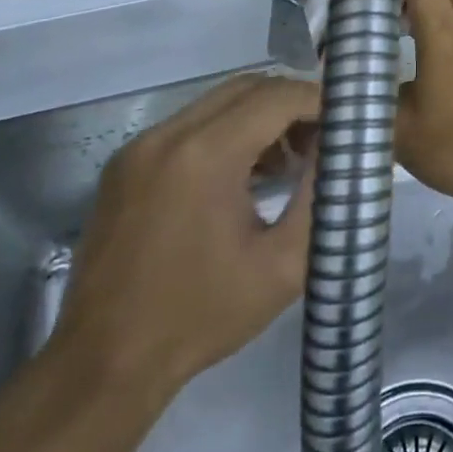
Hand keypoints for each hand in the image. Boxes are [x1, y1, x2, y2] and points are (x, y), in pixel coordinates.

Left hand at [48, 74, 316, 419]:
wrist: (104, 364)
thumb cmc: (202, 317)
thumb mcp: (282, 265)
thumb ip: (320, 197)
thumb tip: (344, 152)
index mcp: (205, 156)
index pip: (276, 96)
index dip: (318, 101)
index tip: (348, 121)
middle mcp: (167, 135)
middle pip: (247, 87)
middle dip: (291, 103)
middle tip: (323, 138)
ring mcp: (140, 147)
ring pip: (217, 102)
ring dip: (259, 117)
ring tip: (288, 161)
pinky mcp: (125, 164)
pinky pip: (189, 125)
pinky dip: (226, 133)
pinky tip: (245, 174)